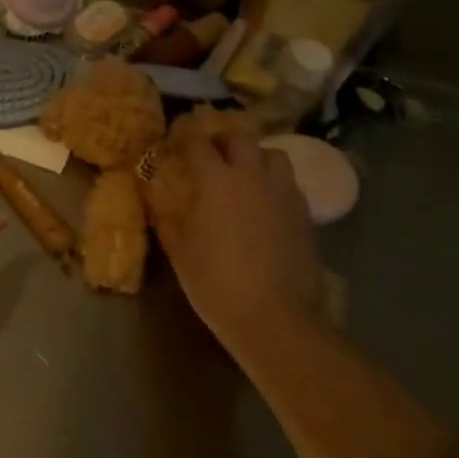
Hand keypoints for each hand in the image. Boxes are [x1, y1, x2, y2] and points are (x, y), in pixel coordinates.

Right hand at [152, 129, 324, 349]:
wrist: (276, 319)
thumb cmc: (217, 283)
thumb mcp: (179, 251)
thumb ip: (166, 217)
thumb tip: (153, 196)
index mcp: (216, 180)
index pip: (198, 144)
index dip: (185, 139)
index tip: (176, 142)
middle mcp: (251, 176)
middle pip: (240, 138)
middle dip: (223, 139)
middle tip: (212, 152)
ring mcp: (283, 194)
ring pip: (273, 155)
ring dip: (257, 157)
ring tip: (246, 173)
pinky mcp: (305, 215)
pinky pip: (289, 184)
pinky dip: (275, 183)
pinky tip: (266, 204)